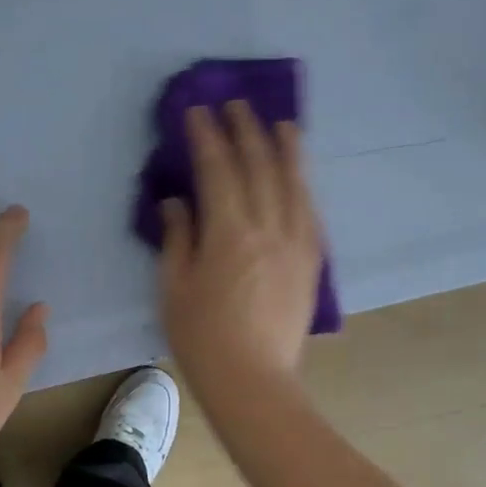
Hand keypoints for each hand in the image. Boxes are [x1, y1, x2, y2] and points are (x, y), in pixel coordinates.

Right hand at [160, 101, 322, 410]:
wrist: (254, 381)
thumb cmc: (203, 338)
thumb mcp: (173, 289)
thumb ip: (177, 239)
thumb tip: (176, 202)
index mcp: (229, 233)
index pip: (217, 170)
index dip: (207, 137)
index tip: (198, 111)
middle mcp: (268, 228)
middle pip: (259, 167)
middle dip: (246, 131)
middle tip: (236, 105)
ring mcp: (296, 244)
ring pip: (293, 184)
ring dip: (285, 149)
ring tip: (280, 124)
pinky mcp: (312, 262)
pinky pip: (310, 213)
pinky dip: (303, 187)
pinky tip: (299, 175)